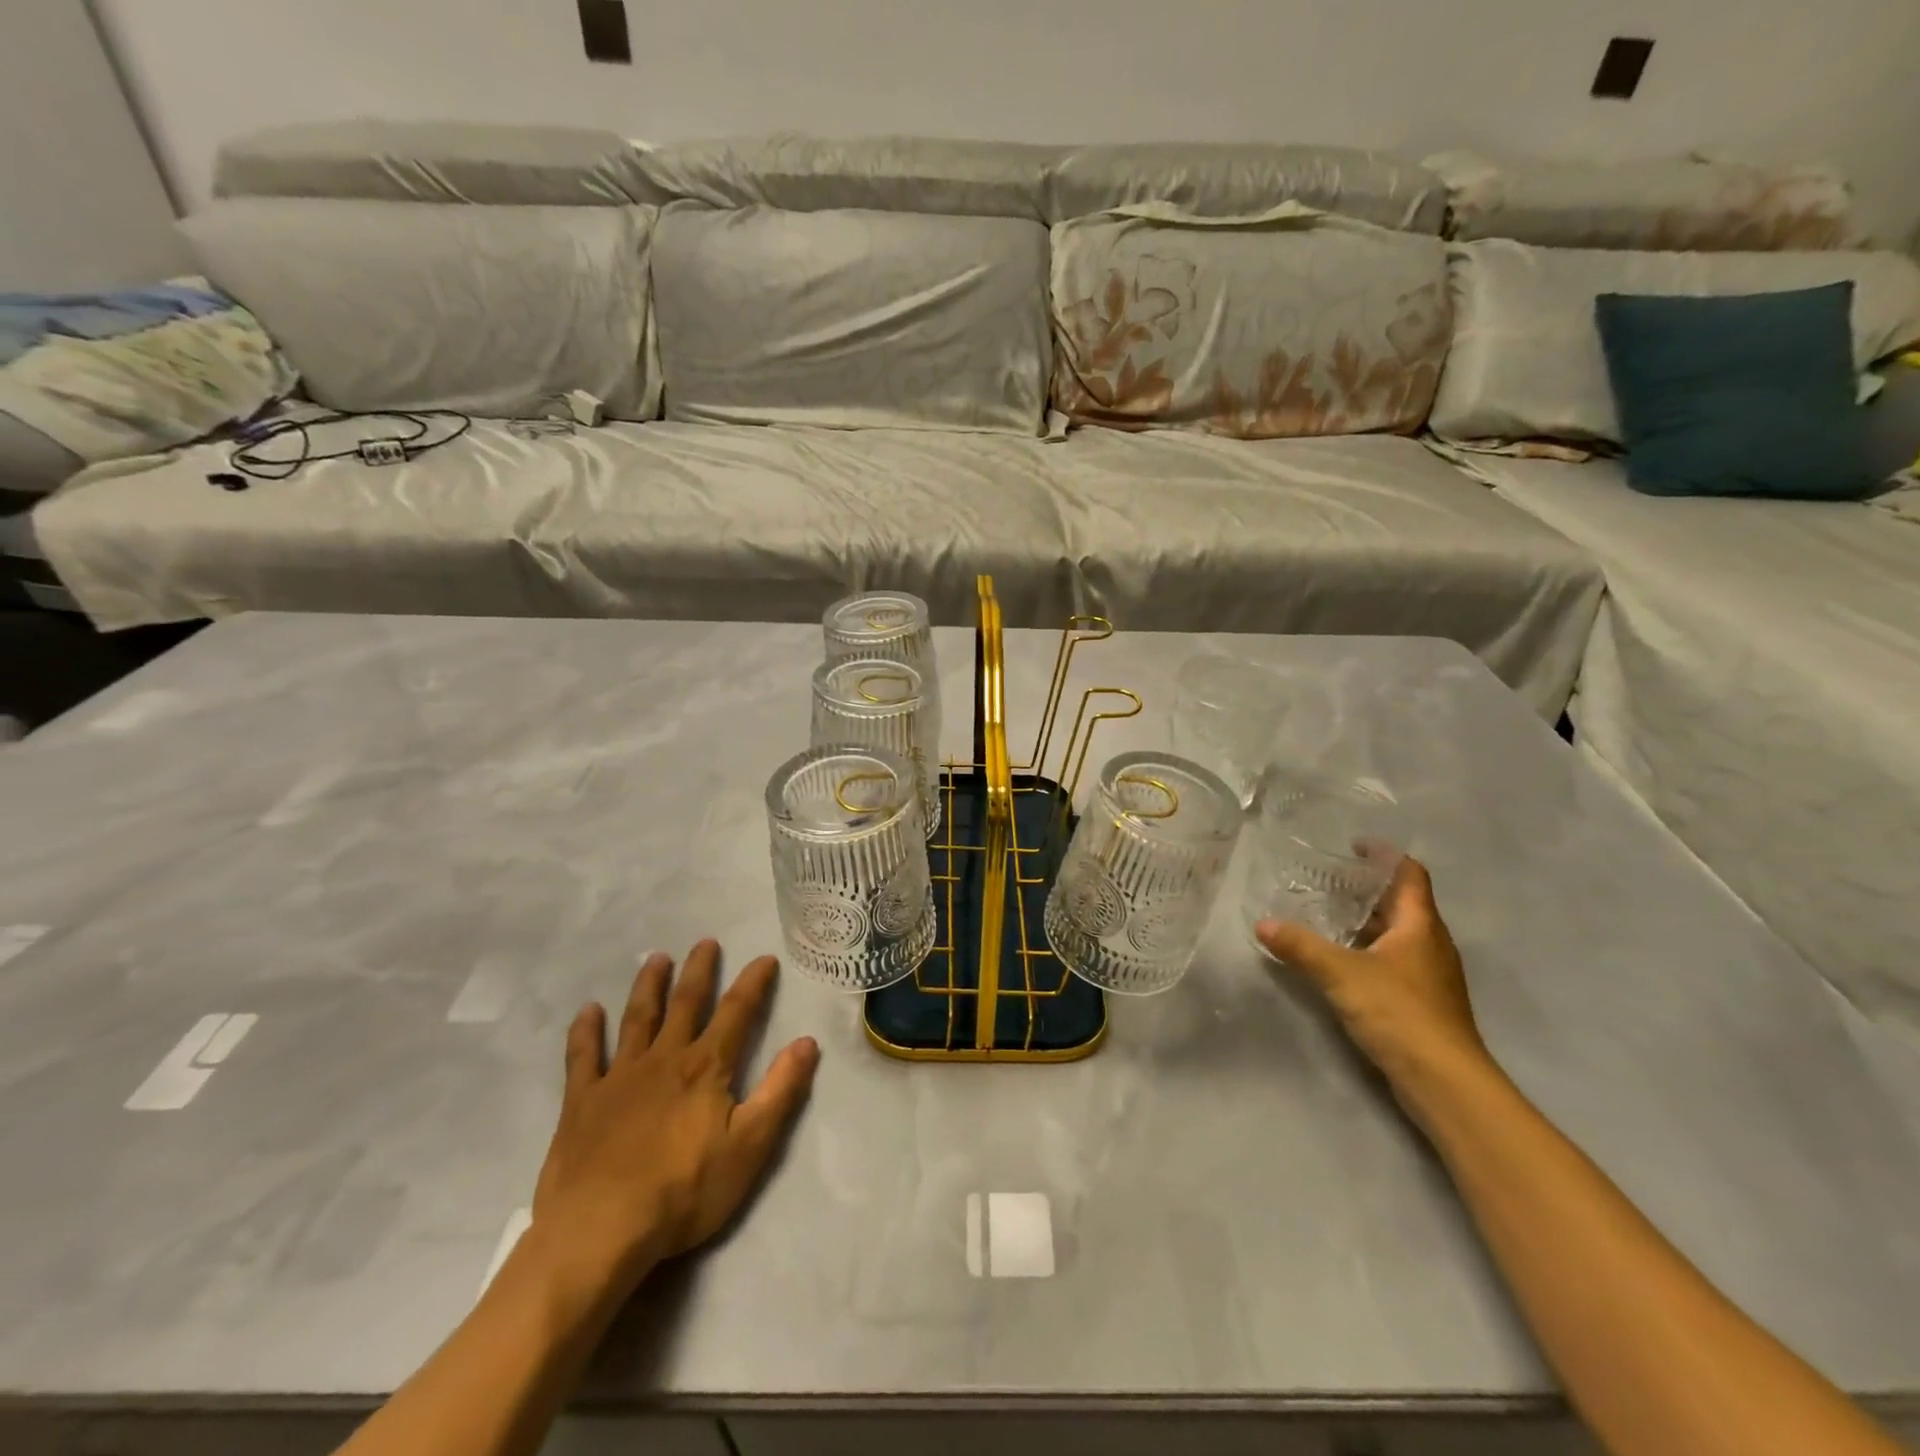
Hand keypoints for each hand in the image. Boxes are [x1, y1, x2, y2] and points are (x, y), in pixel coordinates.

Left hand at [529, 940, 819, 1310]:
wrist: (599, 1231)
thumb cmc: (684, 1191)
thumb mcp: (750, 1146)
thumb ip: (781, 1090)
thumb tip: (807, 1042)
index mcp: (706, 1067)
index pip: (737, 1012)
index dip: (753, 983)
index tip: (764, 958)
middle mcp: (664, 1058)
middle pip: (685, 1003)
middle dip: (698, 970)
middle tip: (705, 942)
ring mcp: (620, 1077)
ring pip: (637, 1018)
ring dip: (649, 986)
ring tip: (656, 958)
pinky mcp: (582, 1101)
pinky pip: (583, 1056)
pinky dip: (586, 1031)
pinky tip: (588, 1011)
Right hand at [1255, 857, 1487, 1093]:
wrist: (1444, 1082)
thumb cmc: (1400, 1013)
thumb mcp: (1341, 974)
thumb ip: (1301, 946)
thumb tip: (1262, 924)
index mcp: (1420, 925)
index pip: (1410, 874)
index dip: (1384, 855)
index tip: (1352, 845)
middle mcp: (1430, 944)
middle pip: (1400, 903)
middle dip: (1365, 889)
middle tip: (1324, 878)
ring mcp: (1428, 975)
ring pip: (1395, 934)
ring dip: (1364, 921)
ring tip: (1323, 914)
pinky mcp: (1420, 1001)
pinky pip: (1392, 961)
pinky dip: (1365, 950)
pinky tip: (1337, 959)